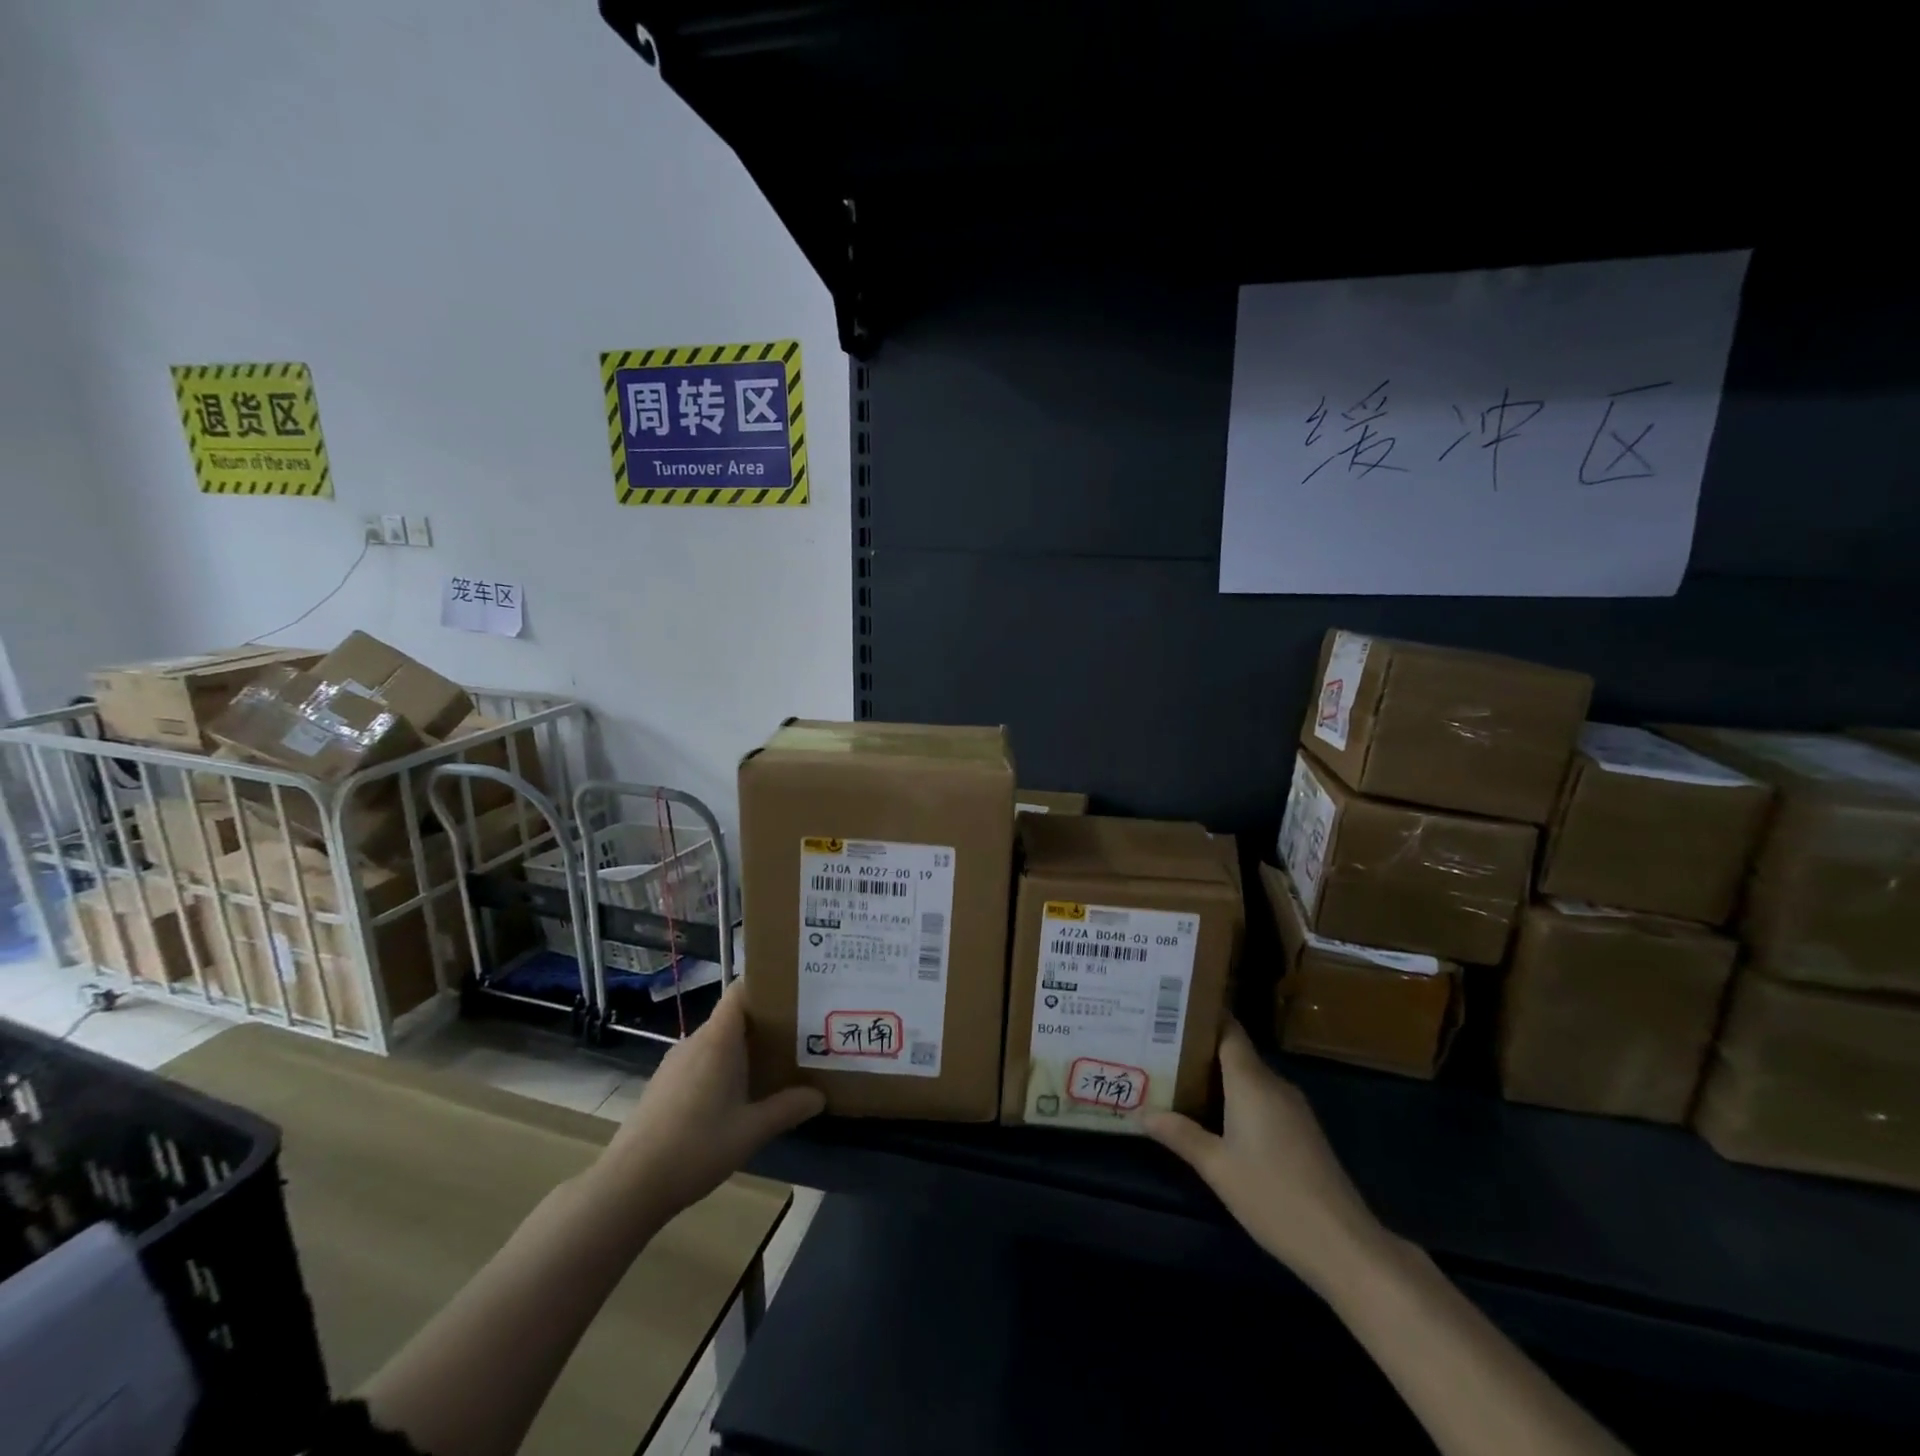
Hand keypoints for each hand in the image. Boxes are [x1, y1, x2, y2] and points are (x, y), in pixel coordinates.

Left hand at [595, 984, 824, 1219]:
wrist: (629, 1186)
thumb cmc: (695, 1147)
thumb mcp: (751, 1131)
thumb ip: (787, 1108)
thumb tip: (820, 1096)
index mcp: (717, 1040)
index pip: (740, 991)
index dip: (766, 984)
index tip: (795, 991)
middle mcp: (694, 1042)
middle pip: (733, 1017)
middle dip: (765, 1022)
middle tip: (799, 1034)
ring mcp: (674, 1064)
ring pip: (716, 1042)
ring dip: (743, 1049)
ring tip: (775, 1064)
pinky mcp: (663, 1085)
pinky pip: (701, 1062)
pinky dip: (722, 1067)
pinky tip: (735, 1096)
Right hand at [1142, 1018, 1384, 1285]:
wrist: (1344, 1245)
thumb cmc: (1274, 1197)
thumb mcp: (1217, 1167)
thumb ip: (1180, 1135)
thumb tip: (1142, 1113)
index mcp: (1252, 1082)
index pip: (1228, 1030)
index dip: (1202, 1016)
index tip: (1170, 1008)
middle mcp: (1274, 1085)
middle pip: (1235, 1052)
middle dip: (1200, 1048)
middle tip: (1159, 1046)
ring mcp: (1293, 1109)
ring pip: (1249, 1078)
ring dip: (1218, 1076)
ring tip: (1178, 1076)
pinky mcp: (1302, 1132)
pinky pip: (1262, 1098)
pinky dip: (1237, 1098)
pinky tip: (1215, 1115)